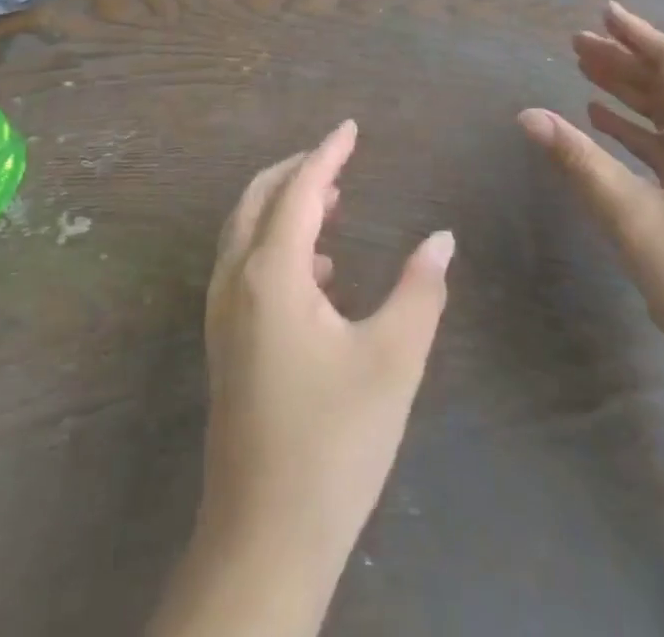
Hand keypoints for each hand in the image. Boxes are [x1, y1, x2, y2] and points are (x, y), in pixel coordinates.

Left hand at [200, 121, 453, 564]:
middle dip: (296, 170)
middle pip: (258, 198)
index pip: (298, 189)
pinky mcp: (224, 342)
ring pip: (245, 231)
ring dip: (283, 205)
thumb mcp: (392, 361)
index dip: (327, 152)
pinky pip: (244, 264)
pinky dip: (275, 243)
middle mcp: (236, 280)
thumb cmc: (334, 442)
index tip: (350, 127)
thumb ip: (420, 290)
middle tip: (338, 160)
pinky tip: (318, 272)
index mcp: (271, 273)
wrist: (264, 537)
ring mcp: (222, 313)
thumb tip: (442, 238)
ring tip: (331, 204)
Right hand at [519, 3, 663, 410]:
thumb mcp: (633, 220)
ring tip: (584, 77)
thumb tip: (528, 114)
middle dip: (626, 62)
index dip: (639, 35)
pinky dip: (642, 132)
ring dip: (631, 96)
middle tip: (576, 44)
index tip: (602, 13)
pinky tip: (608, 129)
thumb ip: (580, 161)